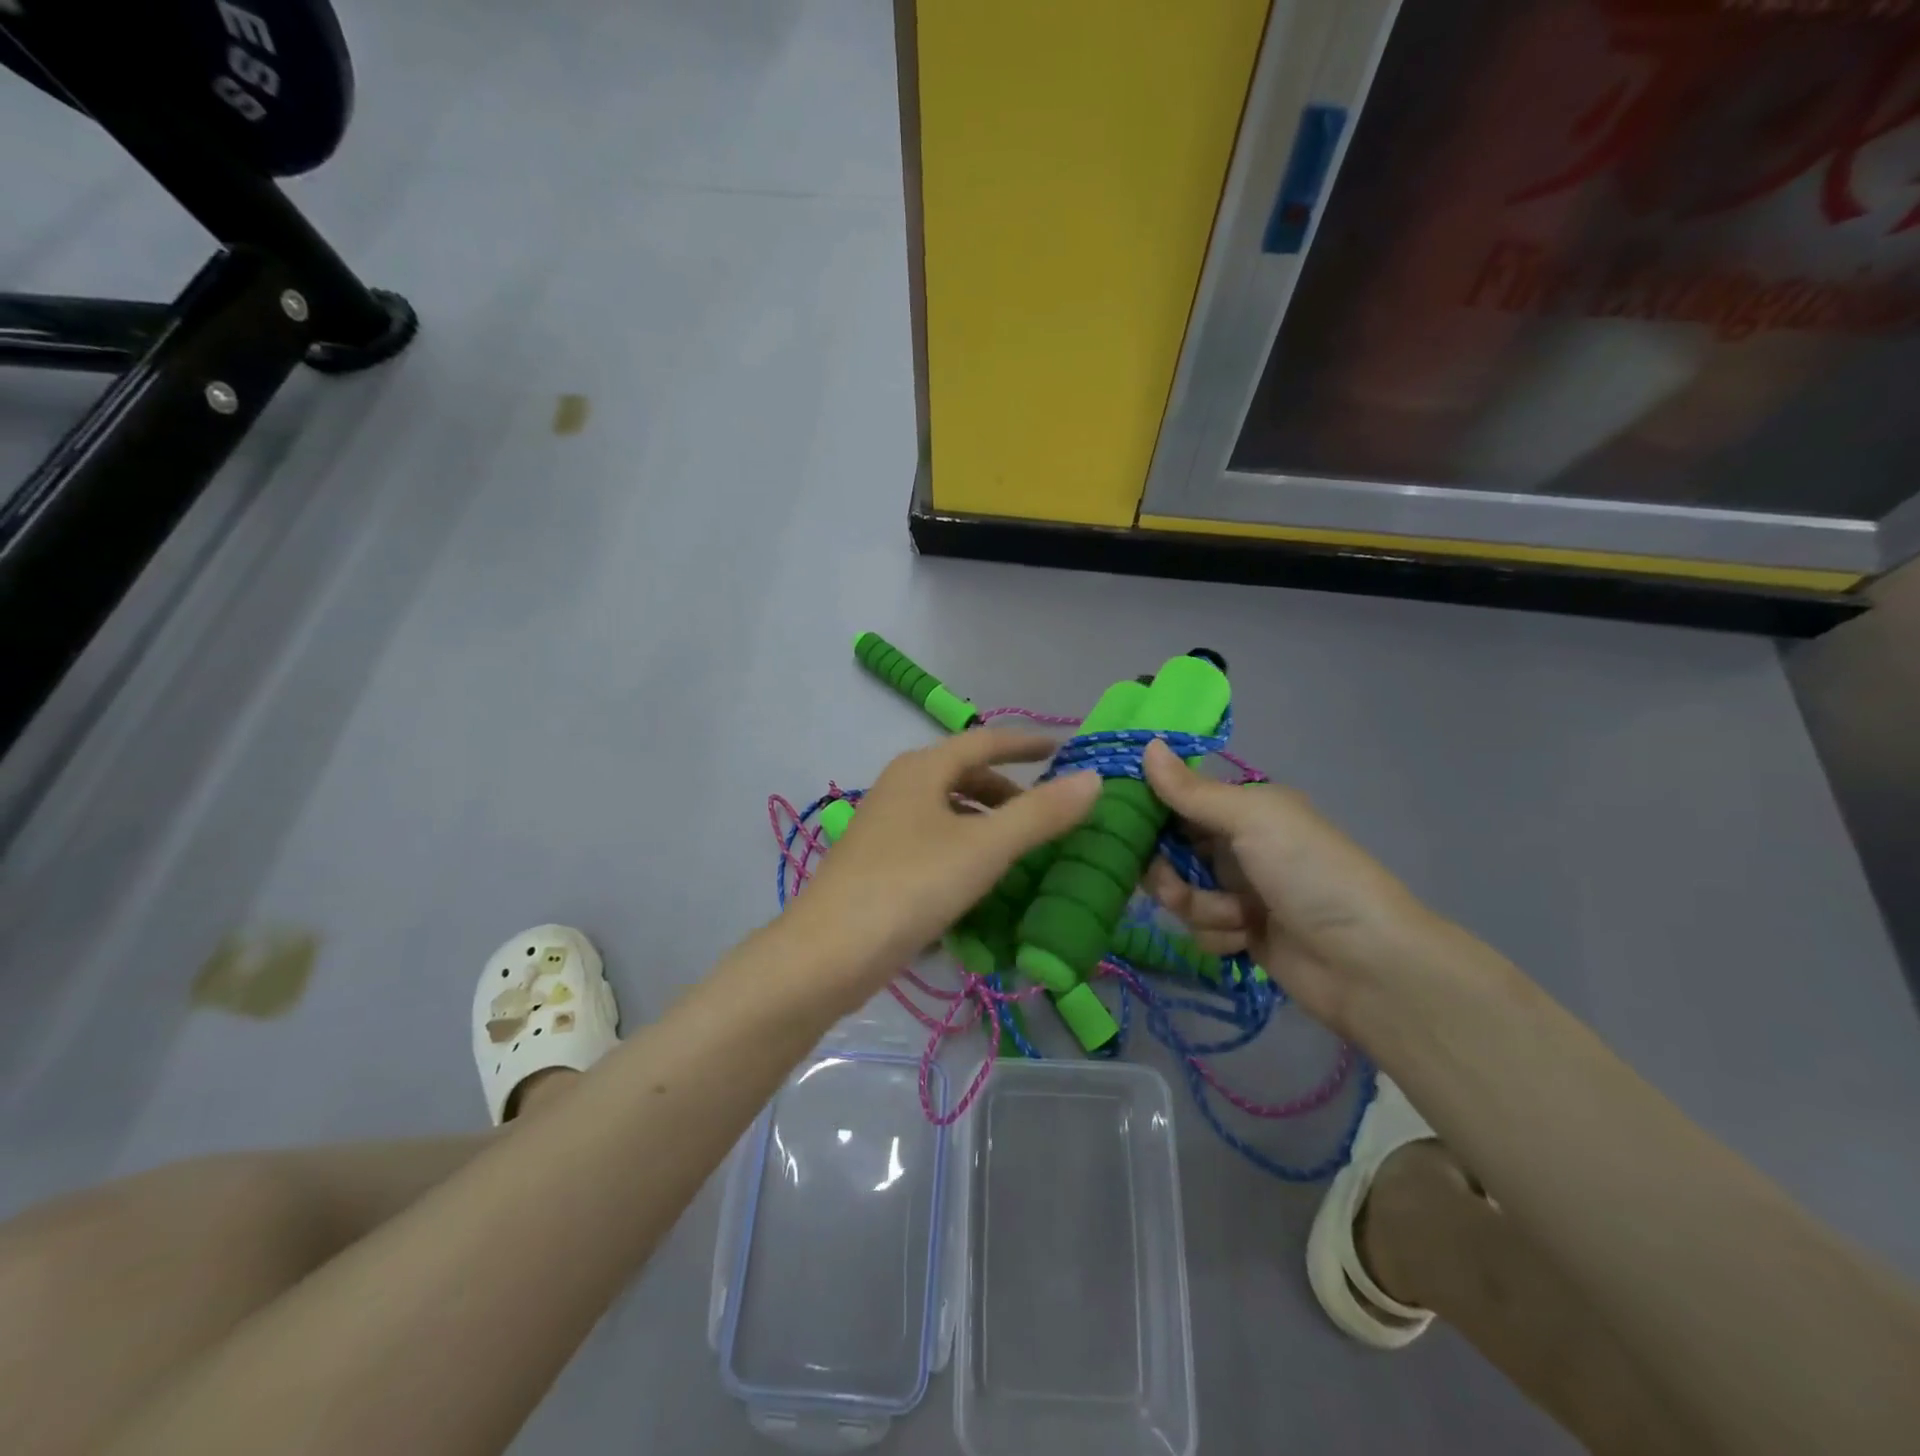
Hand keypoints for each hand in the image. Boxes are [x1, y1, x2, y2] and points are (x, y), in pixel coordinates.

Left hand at [792, 729, 1100, 992]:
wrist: (829, 952)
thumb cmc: (911, 886)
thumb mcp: (984, 848)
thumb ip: (1040, 813)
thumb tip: (1093, 779)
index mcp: (922, 769)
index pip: (983, 741)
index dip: (1024, 743)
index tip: (1060, 748)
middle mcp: (900, 787)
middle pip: (963, 775)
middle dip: (1006, 789)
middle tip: (1045, 813)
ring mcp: (884, 826)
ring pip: (947, 811)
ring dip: (985, 822)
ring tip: (1019, 850)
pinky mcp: (878, 864)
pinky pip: (933, 842)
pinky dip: (964, 849)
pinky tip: (979, 882)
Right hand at [1140, 739, 1450, 1038]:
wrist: (1366, 963)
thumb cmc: (1309, 873)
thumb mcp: (1252, 820)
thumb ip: (1193, 791)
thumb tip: (1146, 745)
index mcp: (1244, 808)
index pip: (1177, 799)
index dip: (1147, 810)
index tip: (1118, 825)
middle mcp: (1237, 844)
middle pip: (1170, 850)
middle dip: (1168, 870)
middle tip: (1174, 884)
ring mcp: (1239, 891)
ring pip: (1181, 893)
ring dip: (1199, 907)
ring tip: (1234, 917)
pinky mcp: (1240, 933)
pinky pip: (1200, 929)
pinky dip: (1218, 935)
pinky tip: (1246, 940)